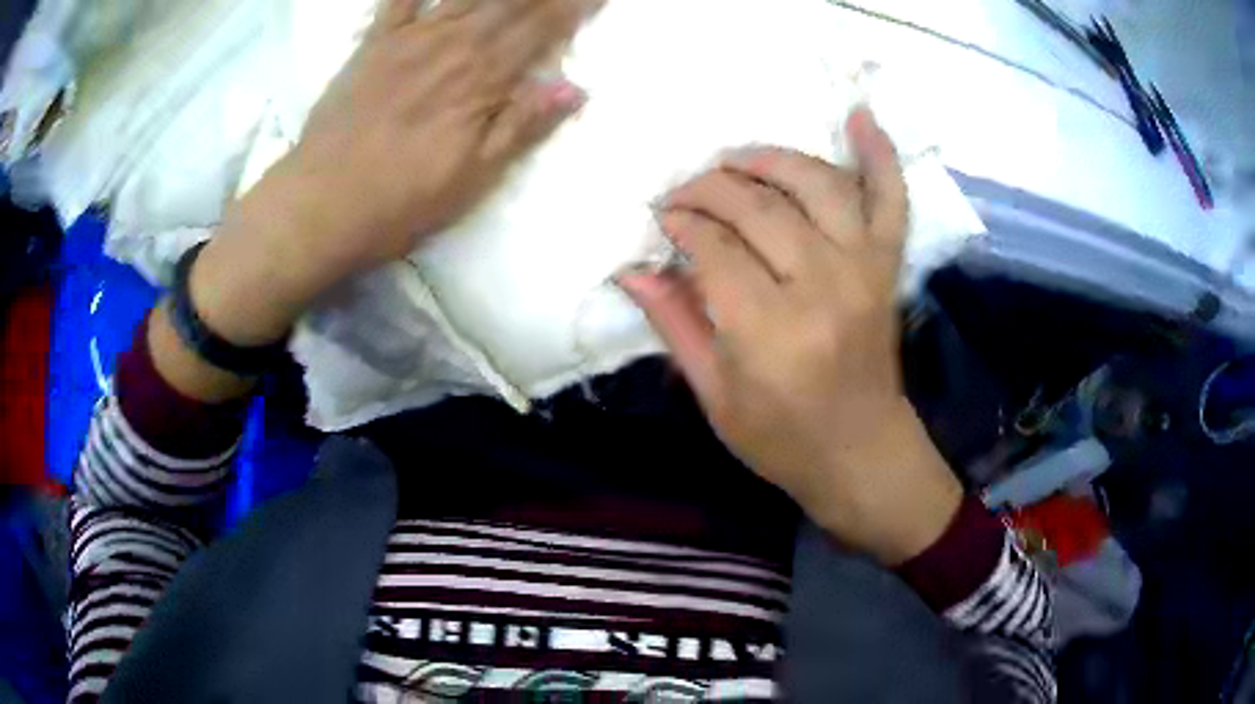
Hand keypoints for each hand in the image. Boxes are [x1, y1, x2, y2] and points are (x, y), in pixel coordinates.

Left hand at [190, 0, 594, 345]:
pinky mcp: (373, 45)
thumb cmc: (401, 201)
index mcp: (481, 79)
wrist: (320, 204)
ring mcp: (409, 40)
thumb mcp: (473, 178)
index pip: (541, 29)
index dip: (573, 7)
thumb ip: (523, 126)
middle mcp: (451, 45)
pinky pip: (397, 0)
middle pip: (509, 3)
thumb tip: (576, 88)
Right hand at [620, 109, 962, 564]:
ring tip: (735, 159)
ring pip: (816, 183)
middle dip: (708, 186)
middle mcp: (823, 286)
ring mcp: (864, 269)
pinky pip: (891, 198)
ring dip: (770, 158)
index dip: (679, 222)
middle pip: (757, 205)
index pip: (713, 246)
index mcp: (771, 331)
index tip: (660, 217)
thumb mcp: (715, 396)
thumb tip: (631, 269)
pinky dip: (880, 155)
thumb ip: (675, 324)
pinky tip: (860, 117)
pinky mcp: (888, 267)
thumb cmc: (782, 440)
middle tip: (684, 191)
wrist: (863, 454)